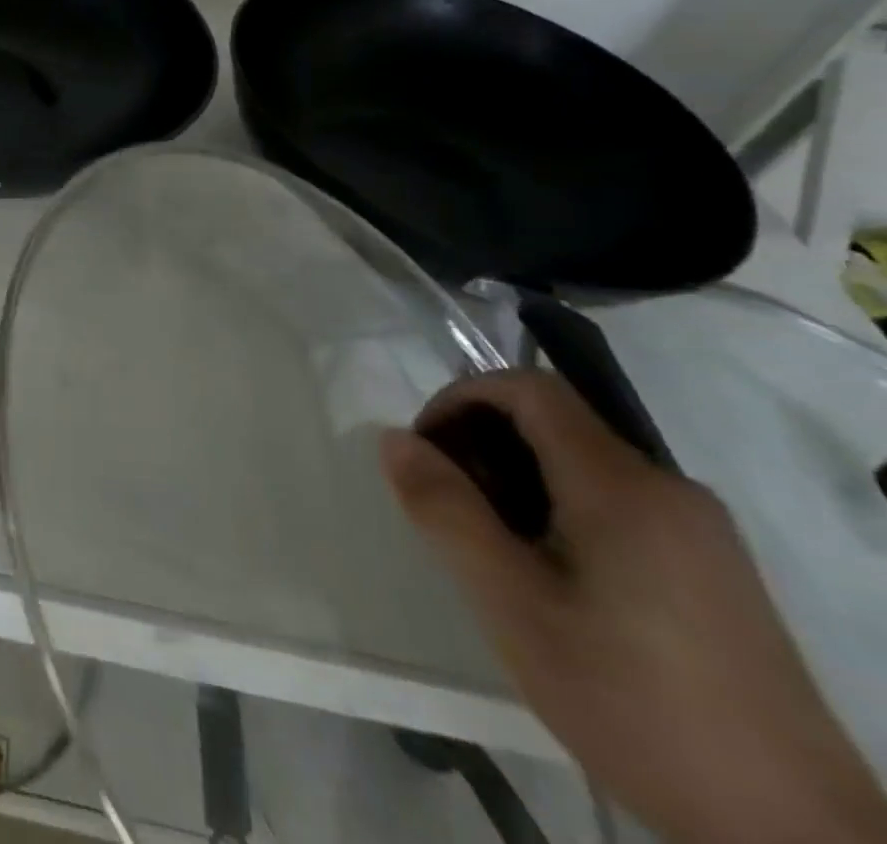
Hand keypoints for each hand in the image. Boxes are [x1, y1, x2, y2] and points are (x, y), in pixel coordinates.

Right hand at [382, 370, 886, 843]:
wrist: (792, 834)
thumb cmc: (631, 701)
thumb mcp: (512, 605)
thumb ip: (447, 511)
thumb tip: (395, 439)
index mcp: (623, 486)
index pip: (530, 388)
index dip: (462, 397)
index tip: (427, 450)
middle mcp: (670, 488)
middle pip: (556, 424)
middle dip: (484, 445)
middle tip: (449, 507)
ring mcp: (702, 531)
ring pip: (584, 465)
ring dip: (519, 480)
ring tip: (492, 548)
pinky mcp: (716, 569)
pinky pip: (618, 503)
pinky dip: (561, 509)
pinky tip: (552, 578)